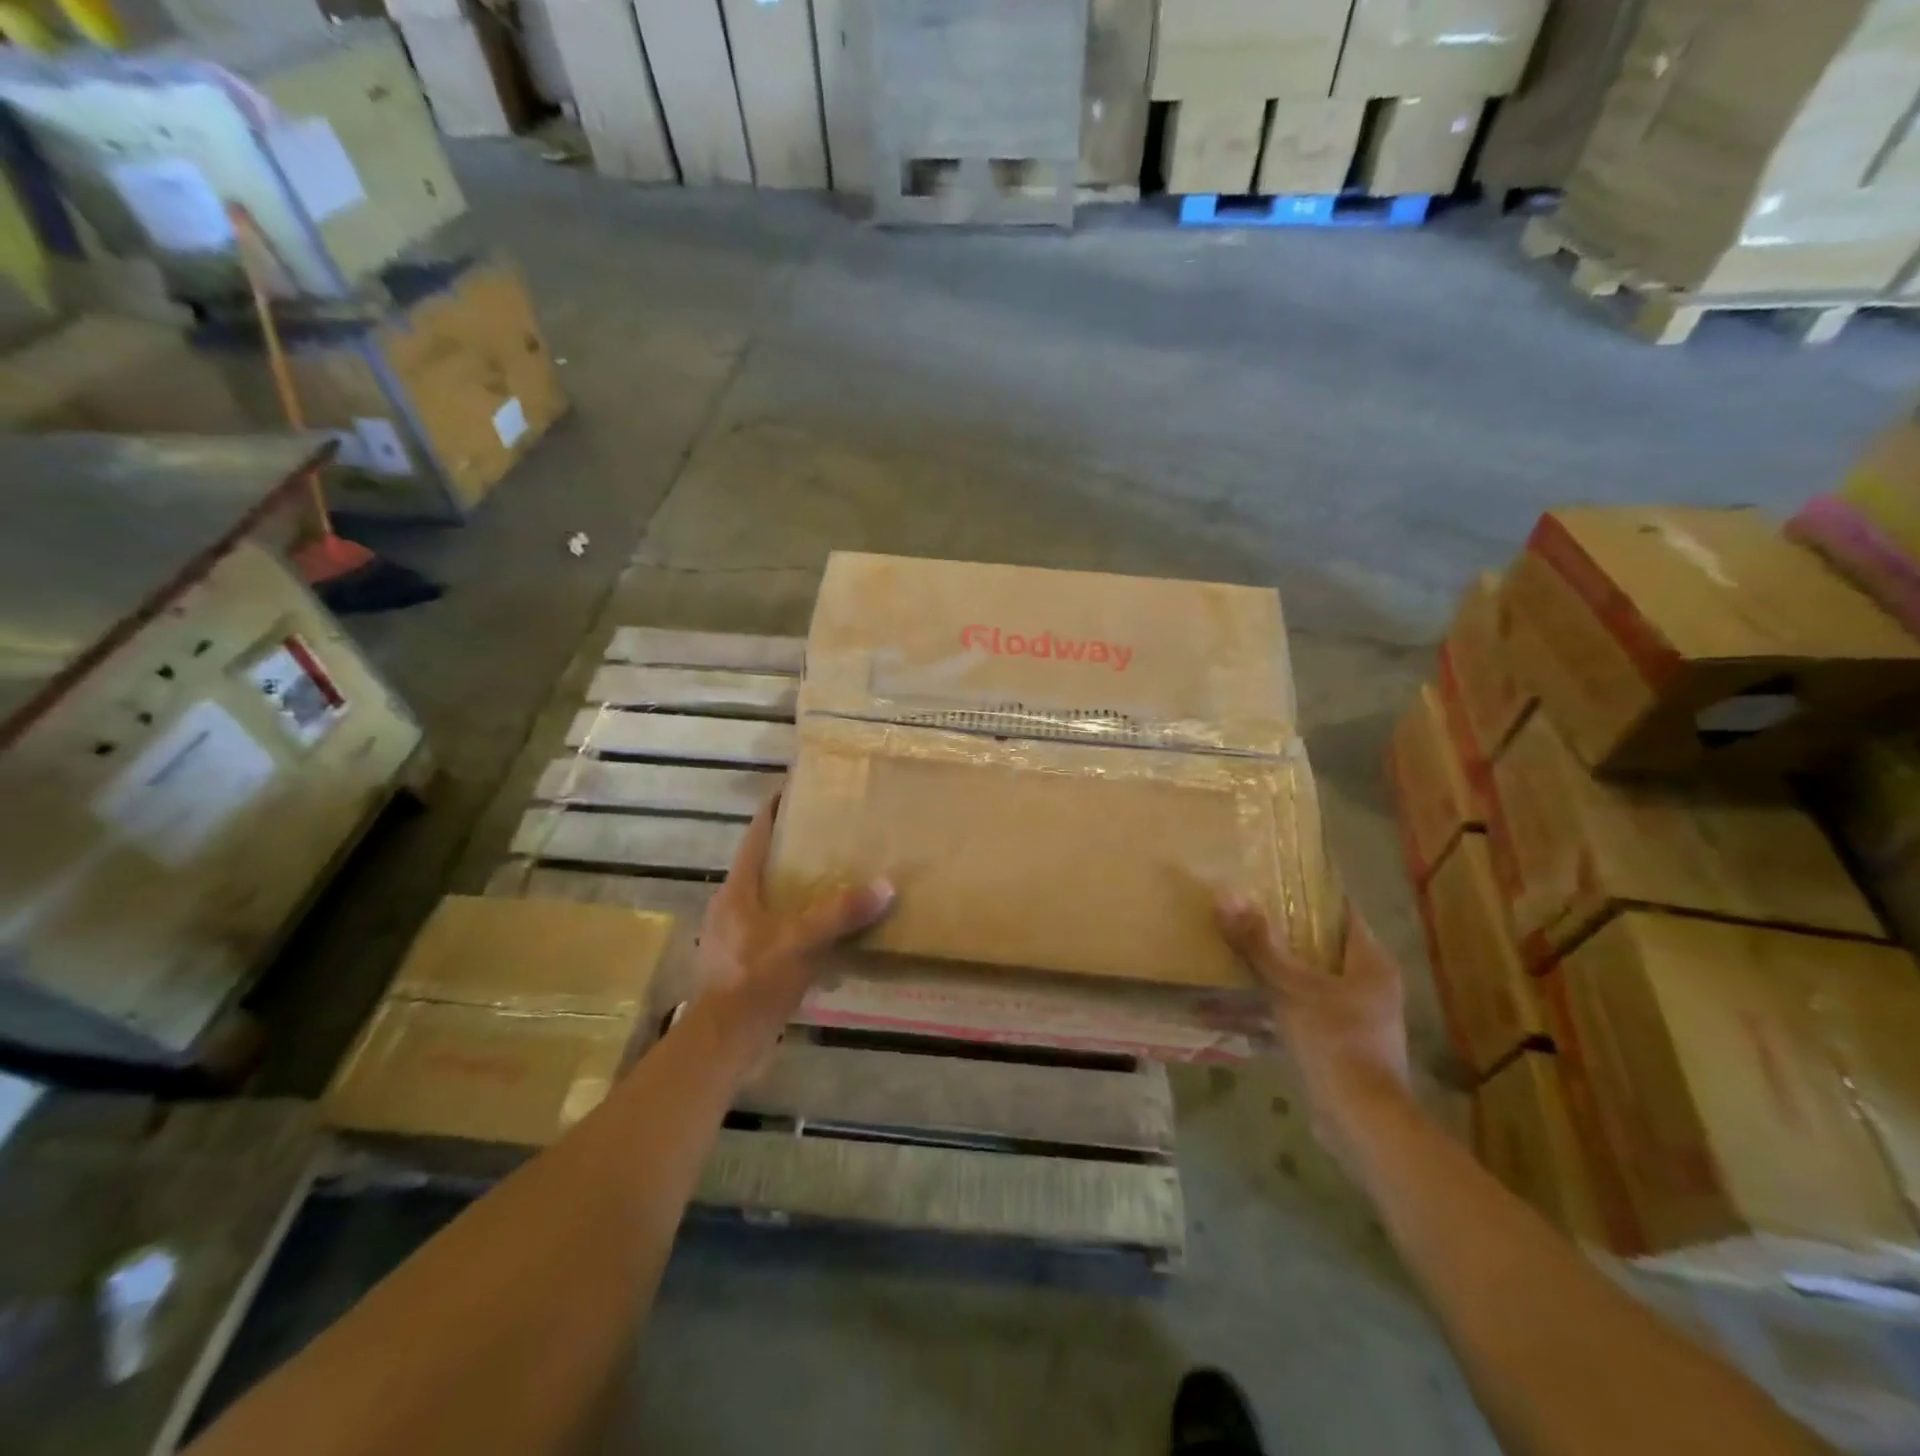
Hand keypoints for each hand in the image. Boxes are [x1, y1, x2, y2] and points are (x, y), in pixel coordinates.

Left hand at [692, 792, 893, 1066]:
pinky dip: (799, 923)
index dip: (775, 810)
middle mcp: (732, 907)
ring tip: (835, 879)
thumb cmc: (754, 981)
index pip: (756, 836)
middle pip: (764, 865)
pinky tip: (825, 932)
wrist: (722, 1043)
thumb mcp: (801, 942)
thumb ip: (840, 913)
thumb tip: (885, 885)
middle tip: (832, 835)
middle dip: (794, 849)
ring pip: (771, 899)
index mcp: (738, 890)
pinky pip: (776, 929)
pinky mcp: (744, 964)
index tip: (798, 789)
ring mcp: (735, 937)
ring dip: (798, 888)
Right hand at [1217, 896, 1411, 1162]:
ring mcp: (1355, 1017)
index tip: (1273, 879)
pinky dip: (1273, 1007)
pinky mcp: (1338, 1045)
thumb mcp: (1290, 987)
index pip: (1342, 912)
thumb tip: (1225, 896)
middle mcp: (1369, 985)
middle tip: (1244, 912)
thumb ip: (1258, 945)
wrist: (1362, 1121)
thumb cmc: (1334, 1042)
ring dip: (1275, 971)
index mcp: (1370, 963)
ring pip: (1308, 980)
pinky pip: (1300, 1012)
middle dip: (1284, 931)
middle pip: (1323, 945)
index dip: (1312, 893)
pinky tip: (1234, 1007)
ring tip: (1234, 953)